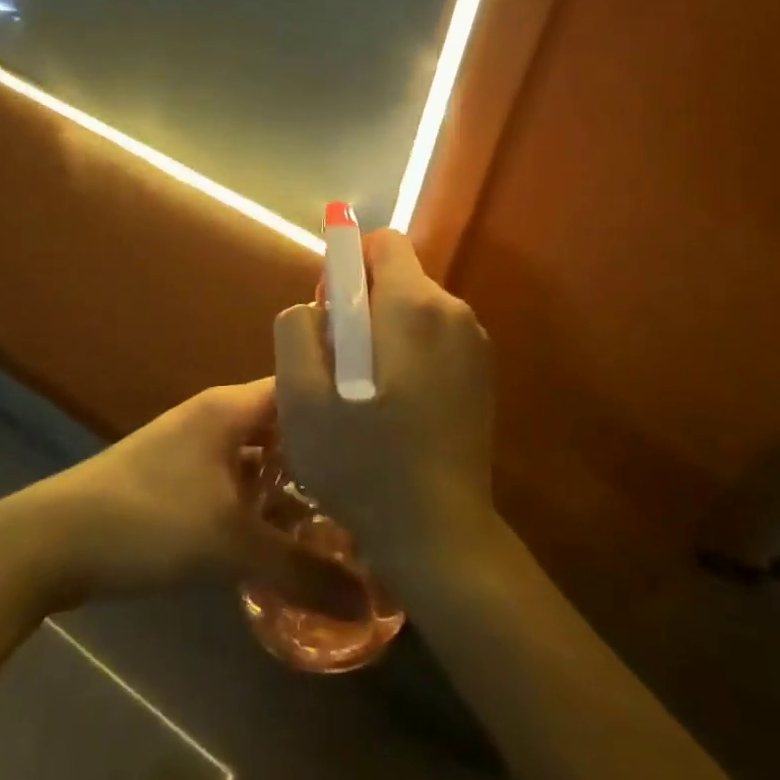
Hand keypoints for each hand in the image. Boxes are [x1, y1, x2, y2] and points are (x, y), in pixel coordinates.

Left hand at [23, 380, 366, 615]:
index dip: (343, 408)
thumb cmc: (149, 520)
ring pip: (260, 458)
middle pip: (285, 426)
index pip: (302, 387)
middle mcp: (216, 416)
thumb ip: (305, 572)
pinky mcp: (178, 480)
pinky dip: (261, 504)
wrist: (53, 542)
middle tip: (376, 490)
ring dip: (293, 486)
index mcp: (231, 408)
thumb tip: (374, 602)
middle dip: (325, 457)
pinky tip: (285, 540)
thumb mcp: (231, 546)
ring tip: (344, 519)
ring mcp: (194, 447)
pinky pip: (236, 482)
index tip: (388, 437)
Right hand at [274, 229, 498, 590]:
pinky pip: (432, 340)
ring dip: (382, 335)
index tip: (329, 314)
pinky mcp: (482, 375)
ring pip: (412, 311)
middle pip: (396, 278)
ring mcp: (475, 344)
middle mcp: (454, 311)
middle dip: (360, 307)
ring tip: (363, 397)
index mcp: (414, 305)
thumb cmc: (362, 464)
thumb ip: (297, 330)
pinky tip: (394, 410)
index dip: (345, 267)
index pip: (381, 243)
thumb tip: (317, 305)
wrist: (440, 536)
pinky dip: (407, 357)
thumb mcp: (301, 397)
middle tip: (337, 368)